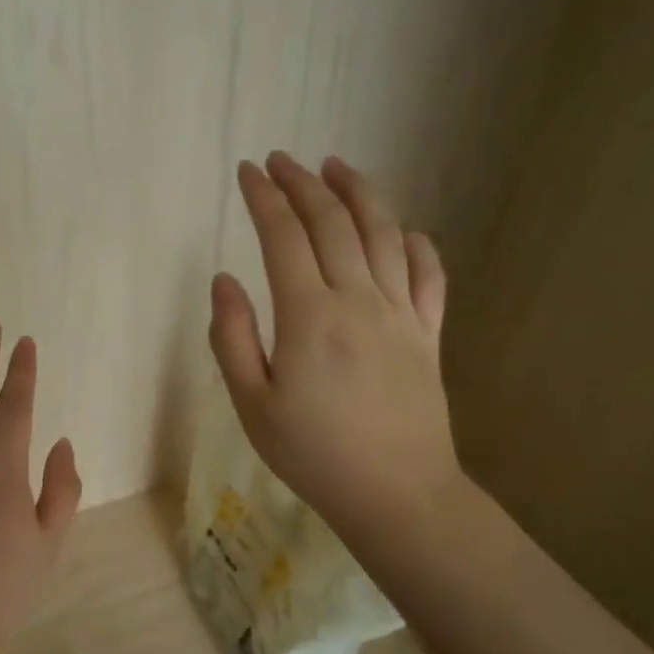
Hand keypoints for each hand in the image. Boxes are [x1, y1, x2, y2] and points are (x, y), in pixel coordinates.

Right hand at [208, 152, 461, 534]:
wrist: (396, 493)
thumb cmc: (312, 454)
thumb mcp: (251, 404)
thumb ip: (233, 338)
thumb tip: (224, 280)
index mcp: (309, 315)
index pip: (283, 237)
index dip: (264, 198)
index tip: (247, 171)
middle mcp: (358, 299)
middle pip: (333, 222)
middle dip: (303, 183)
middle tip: (282, 160)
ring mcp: (401, 312)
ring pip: (383, 233)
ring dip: (358, 193)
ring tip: (336, 167)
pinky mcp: (429, 333)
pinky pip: (428, 273)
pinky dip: (415, 242)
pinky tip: (402, 229)